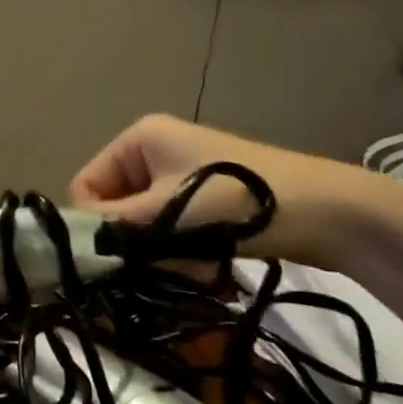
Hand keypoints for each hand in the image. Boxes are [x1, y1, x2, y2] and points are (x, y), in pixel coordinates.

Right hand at [70, 114, 387, 272]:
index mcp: (139, 137)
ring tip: (194, 266)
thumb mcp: (168, 213)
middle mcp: (154, 148)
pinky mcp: (206, 195)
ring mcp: (182, 171)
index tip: (116, 257)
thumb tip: (72, 245)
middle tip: (162, 264)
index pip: (86, 184)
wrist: (330, 211)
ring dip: (160, 250)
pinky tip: (207, 266)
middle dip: (134, 239)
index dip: (94, 222)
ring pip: (145, 221)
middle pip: (116, 204)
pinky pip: (172, 226)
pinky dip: (181, 249)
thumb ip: (115, 226)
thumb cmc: (238, 201)